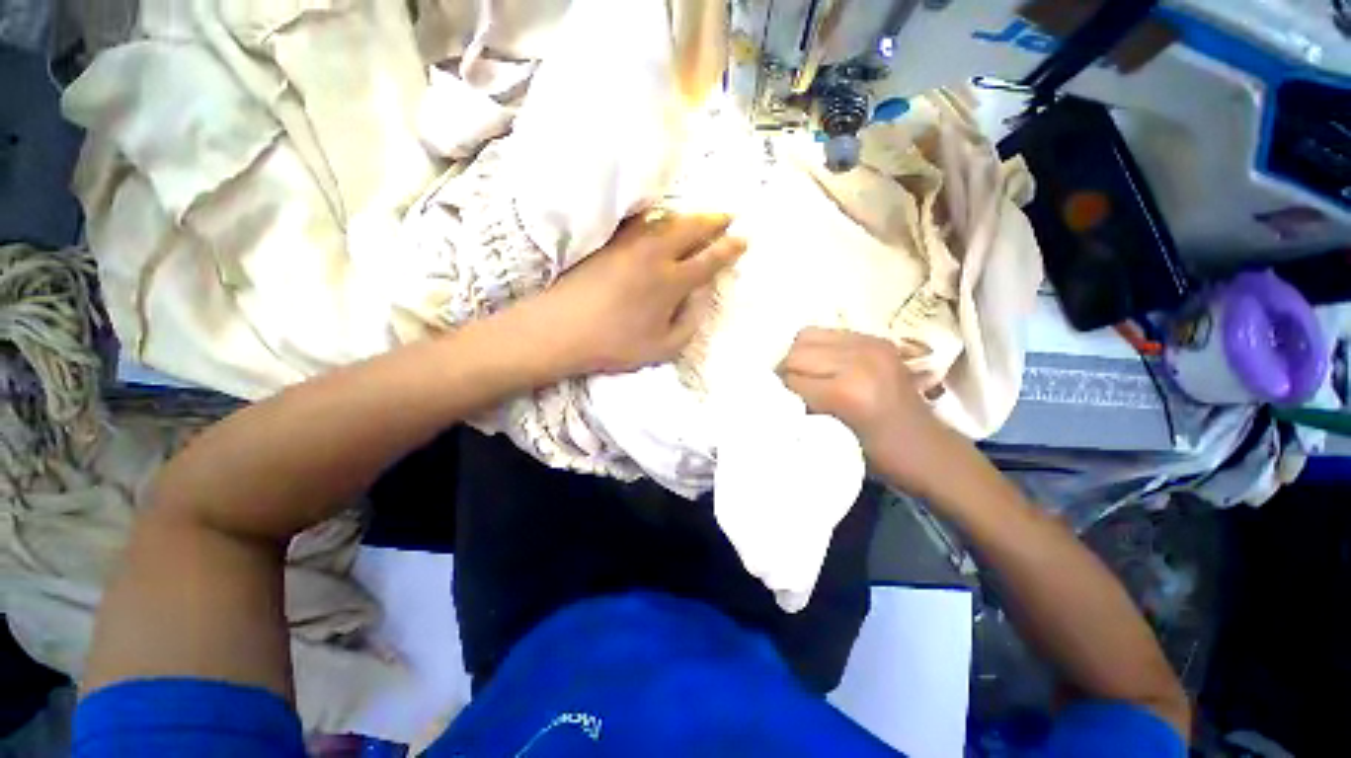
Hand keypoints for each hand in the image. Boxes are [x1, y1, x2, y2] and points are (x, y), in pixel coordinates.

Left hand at [519, 211, 744, 376]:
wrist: (561, 329)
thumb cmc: (615, 344)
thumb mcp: (663, 346)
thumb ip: (691, 320)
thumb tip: (703, 292)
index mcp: (672, 281)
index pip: (710, 258)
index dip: (729, 248)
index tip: (743, 239)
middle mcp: (655, 254)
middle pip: (692, 228)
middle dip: (714, 220)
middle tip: (728, 216)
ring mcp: (629, 243)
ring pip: (667, 219)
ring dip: (688, 216)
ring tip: (699, 217)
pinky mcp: (609, 241)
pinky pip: (640, 221)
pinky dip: (657, 216)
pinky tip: (659, 219)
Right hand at [777, 328, 966, 498]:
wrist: (928, 451)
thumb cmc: (877, 457)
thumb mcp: (831, 440)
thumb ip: (801, 411)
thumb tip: (775, 393)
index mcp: (846, 392)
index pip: (790, 378)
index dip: (782, 393)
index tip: (783, 405)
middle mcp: (858, 360)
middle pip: (796, 352)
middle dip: (787, 372)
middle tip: (791, 390)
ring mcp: (870, 344)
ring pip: (807, 337)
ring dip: (801, 357)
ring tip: (807, 375)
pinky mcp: (876, 339)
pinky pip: (828, 333)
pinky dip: (818, 348)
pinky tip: (825, 366)